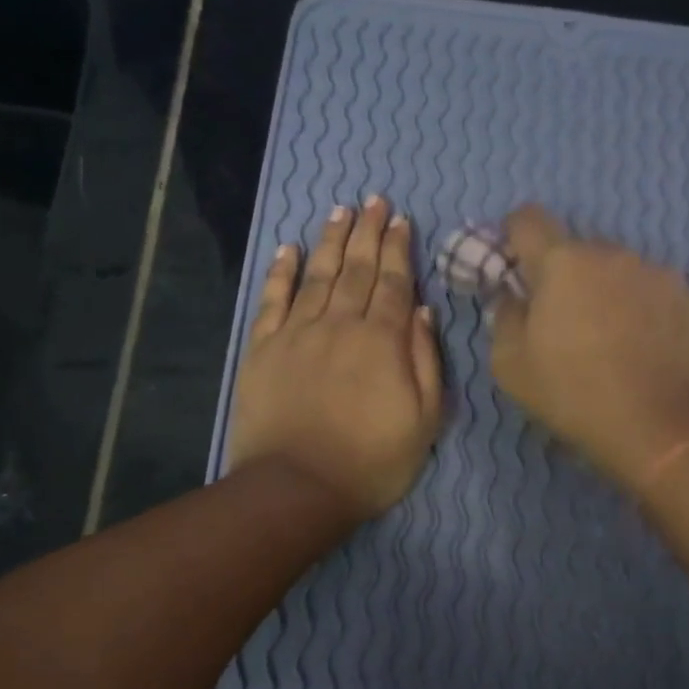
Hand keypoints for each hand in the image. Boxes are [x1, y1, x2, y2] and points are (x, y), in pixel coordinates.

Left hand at [226, 197, 443, 519]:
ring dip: (331, 241)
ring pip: (318, 276)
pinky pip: (273, 300)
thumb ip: (425, 359)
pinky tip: (289, 250)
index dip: (398, 249)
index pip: (393, 282)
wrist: (298, 488)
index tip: (401, 220)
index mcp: (382, 341)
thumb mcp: (424, 419)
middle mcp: (340, 325)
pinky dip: (282, 272)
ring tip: (341, 212)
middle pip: (357, 269)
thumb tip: (420, 309)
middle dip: (368, 232)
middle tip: (374, 199)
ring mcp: (297, 334)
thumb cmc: (372, 461)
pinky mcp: (264, 349)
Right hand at [488, 205, 688, 489]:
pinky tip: (642, 346)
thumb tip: (512, 298)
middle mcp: (612, 253)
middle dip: (564, 275)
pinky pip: (652, 290)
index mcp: (562, 262)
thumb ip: (503, 317)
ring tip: (609, 337)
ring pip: (617, 270)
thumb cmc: (571, 393)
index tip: (514, 265)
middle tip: (563, 319)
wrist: (656, 426)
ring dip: (605, 290)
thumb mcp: (509, 364)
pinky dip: (641, 308)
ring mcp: (656, 272)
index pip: (527, 219)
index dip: (513, 236)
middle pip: (576, 249)